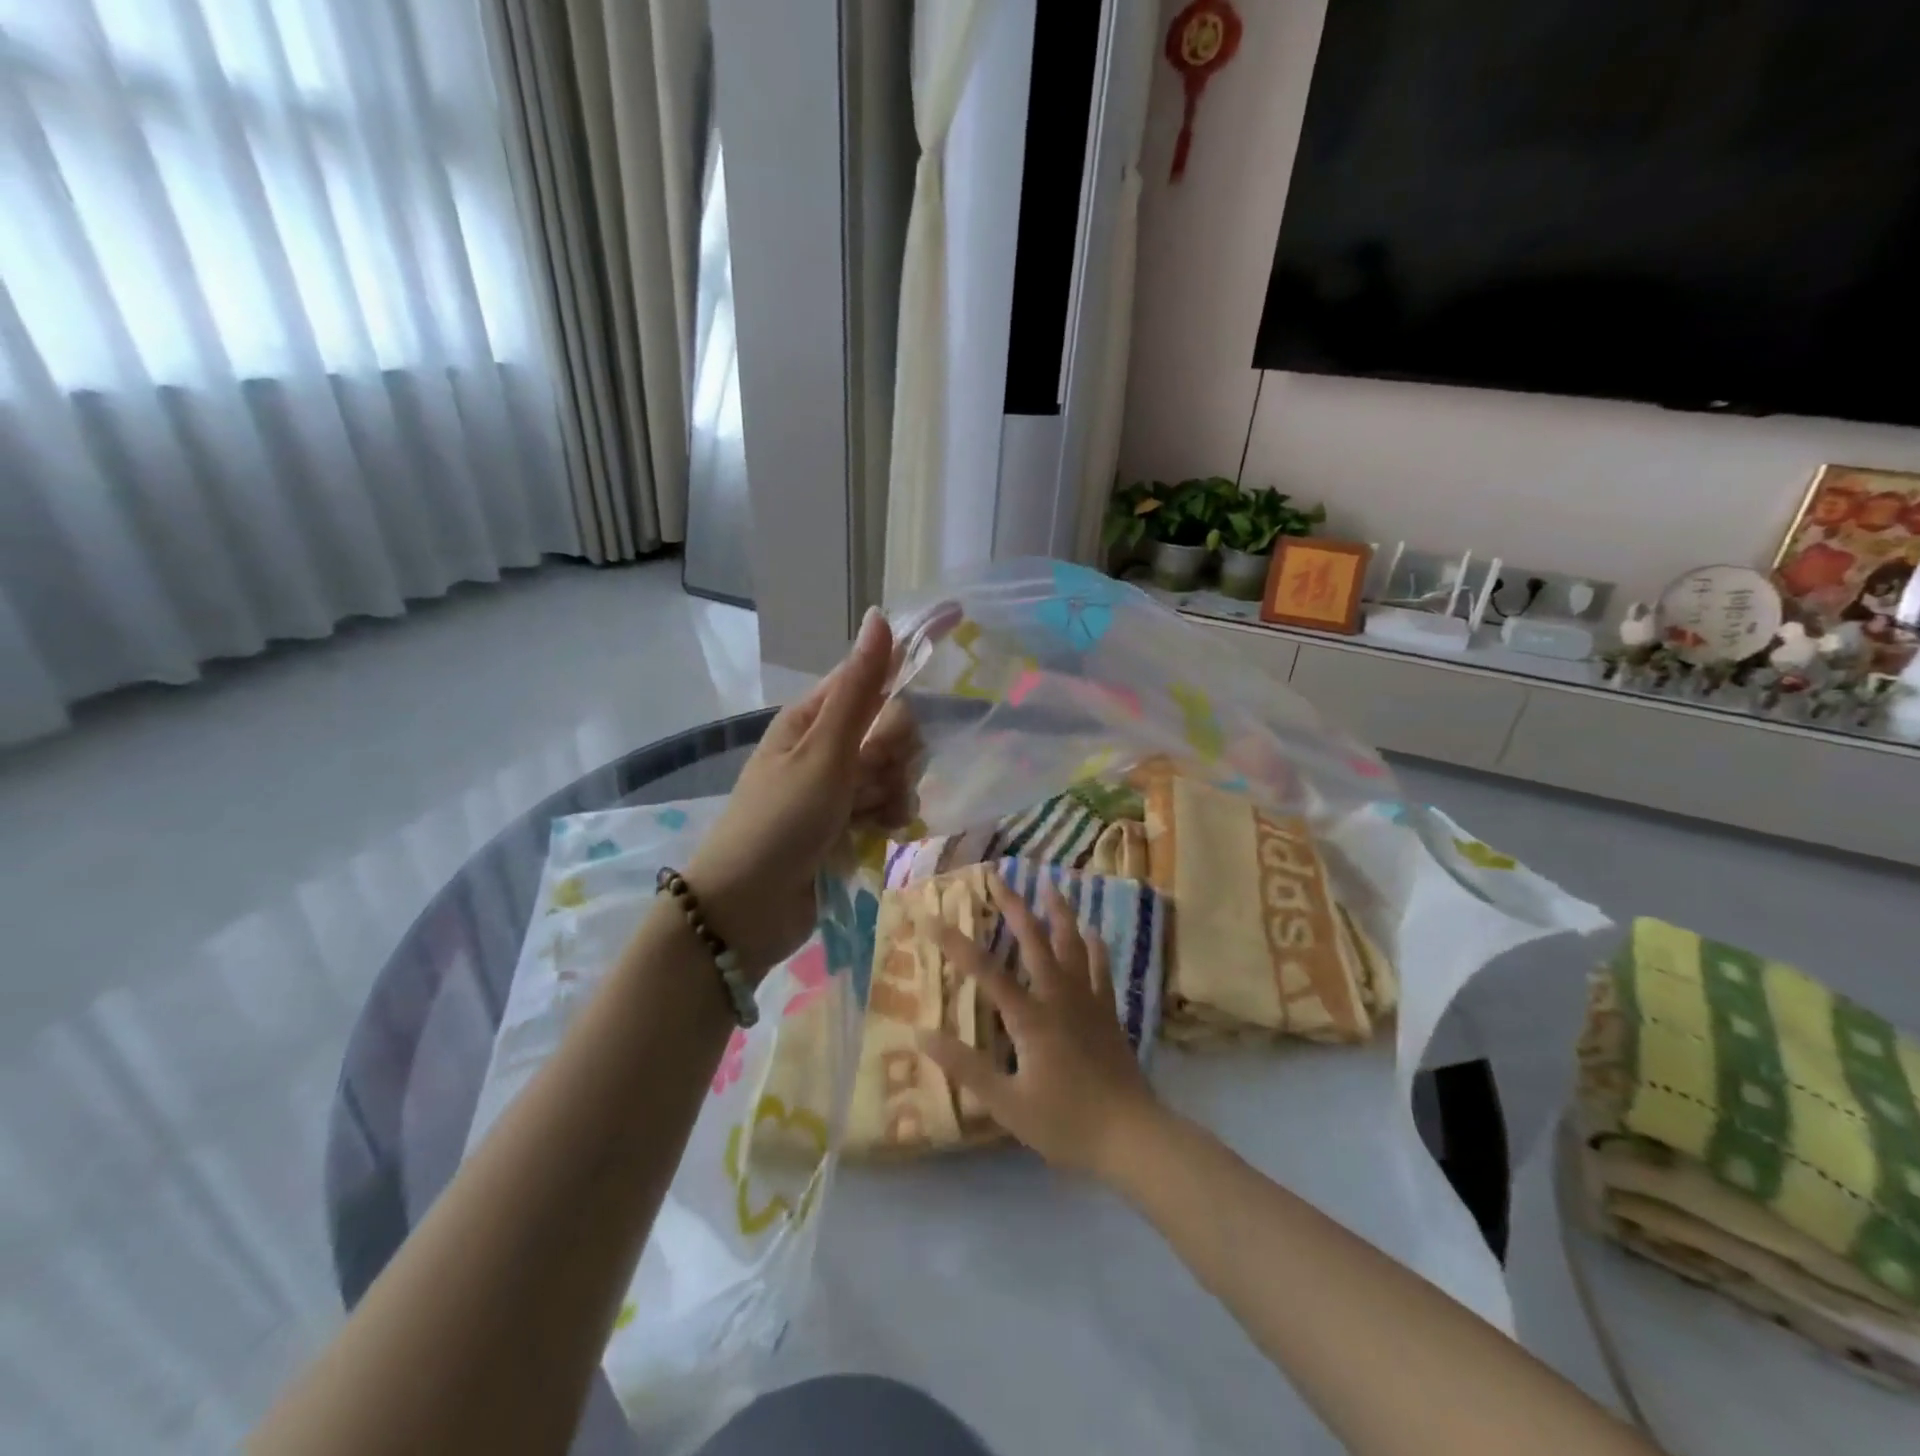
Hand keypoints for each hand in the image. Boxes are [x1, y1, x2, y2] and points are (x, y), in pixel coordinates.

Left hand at [685, 609, 918, 976]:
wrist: (747, 909)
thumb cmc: (780, 821)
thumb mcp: (823, 752)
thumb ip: (860, 690)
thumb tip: (879, 616)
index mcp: (814, 717)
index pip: (872, 674)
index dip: (907, 657)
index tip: (957, 625)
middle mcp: (828, 746)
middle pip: (892, 727)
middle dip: (894, 751)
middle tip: (870, 774)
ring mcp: (839, 788)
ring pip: (896, 770)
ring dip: (892, 791)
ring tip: (868, 816)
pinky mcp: (849, 825)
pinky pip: (890, 805)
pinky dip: (889, 818)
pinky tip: (878, 835)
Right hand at [920, 875, 1163, 1180]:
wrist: (1132, 1137)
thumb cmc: (1065, 1123)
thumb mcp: (1007, 1104)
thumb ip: (965, 1068)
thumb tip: (922, 1035)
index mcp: (1030, 1017)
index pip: (985, 971)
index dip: (955, 942)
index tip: (931, 916)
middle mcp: (1059, 997)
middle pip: (1034, 941)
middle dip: (1013, 906)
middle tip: (998, 877)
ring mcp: (1088, 1001)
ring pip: (1072, 944)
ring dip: (1059, 913)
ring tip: (1050, 886)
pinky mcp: (1108, 1012)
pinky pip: (1101, 968)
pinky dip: (1094, 947)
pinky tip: (1093, 933)